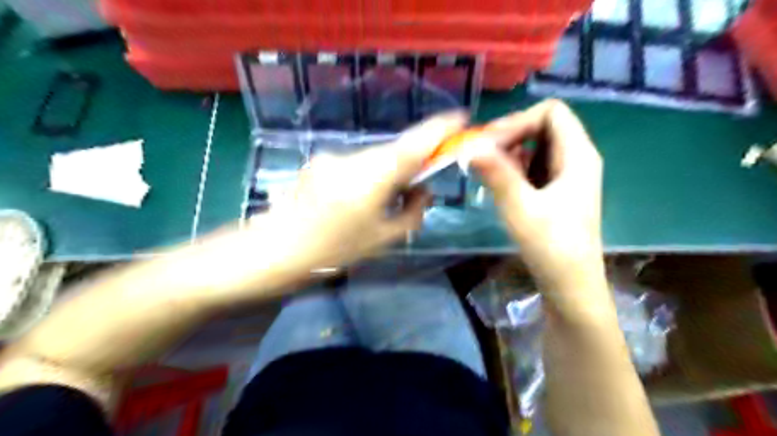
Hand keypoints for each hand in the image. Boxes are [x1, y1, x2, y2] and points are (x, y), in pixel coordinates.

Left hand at [257, 115, 462, 274]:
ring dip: (389, 171)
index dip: (438, 129)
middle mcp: (353, 159)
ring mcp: (333, 157)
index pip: (413, 146)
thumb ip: (412, 212)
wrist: (276, 250)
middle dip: (413, 161)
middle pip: (394, 151)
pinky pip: (357, 164)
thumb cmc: (333, 250)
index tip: (460, 119)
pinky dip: (369, 175)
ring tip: (386, 199)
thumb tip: (424, 190)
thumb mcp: (382, 238)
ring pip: (375, 158)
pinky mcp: (320, 161)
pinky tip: (360, 199)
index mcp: (372, 179)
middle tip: (422, 181)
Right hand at [468, 98, 605, 296]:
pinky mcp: (556, 190)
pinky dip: (513, 168)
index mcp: (578, 155)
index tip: (489, 143)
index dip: (518, 120)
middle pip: (542, 126)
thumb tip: (470, 146)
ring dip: (509, 153)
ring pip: (536, 146)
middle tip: (480, 155)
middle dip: (509, 135)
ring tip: (487, 171)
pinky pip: (533, 165)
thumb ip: (497, 174)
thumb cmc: (551, 246)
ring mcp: (567, 175)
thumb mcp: (521, 208)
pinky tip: (499, 185)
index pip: (551, 112)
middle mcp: (576, 158)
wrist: (569, 284)